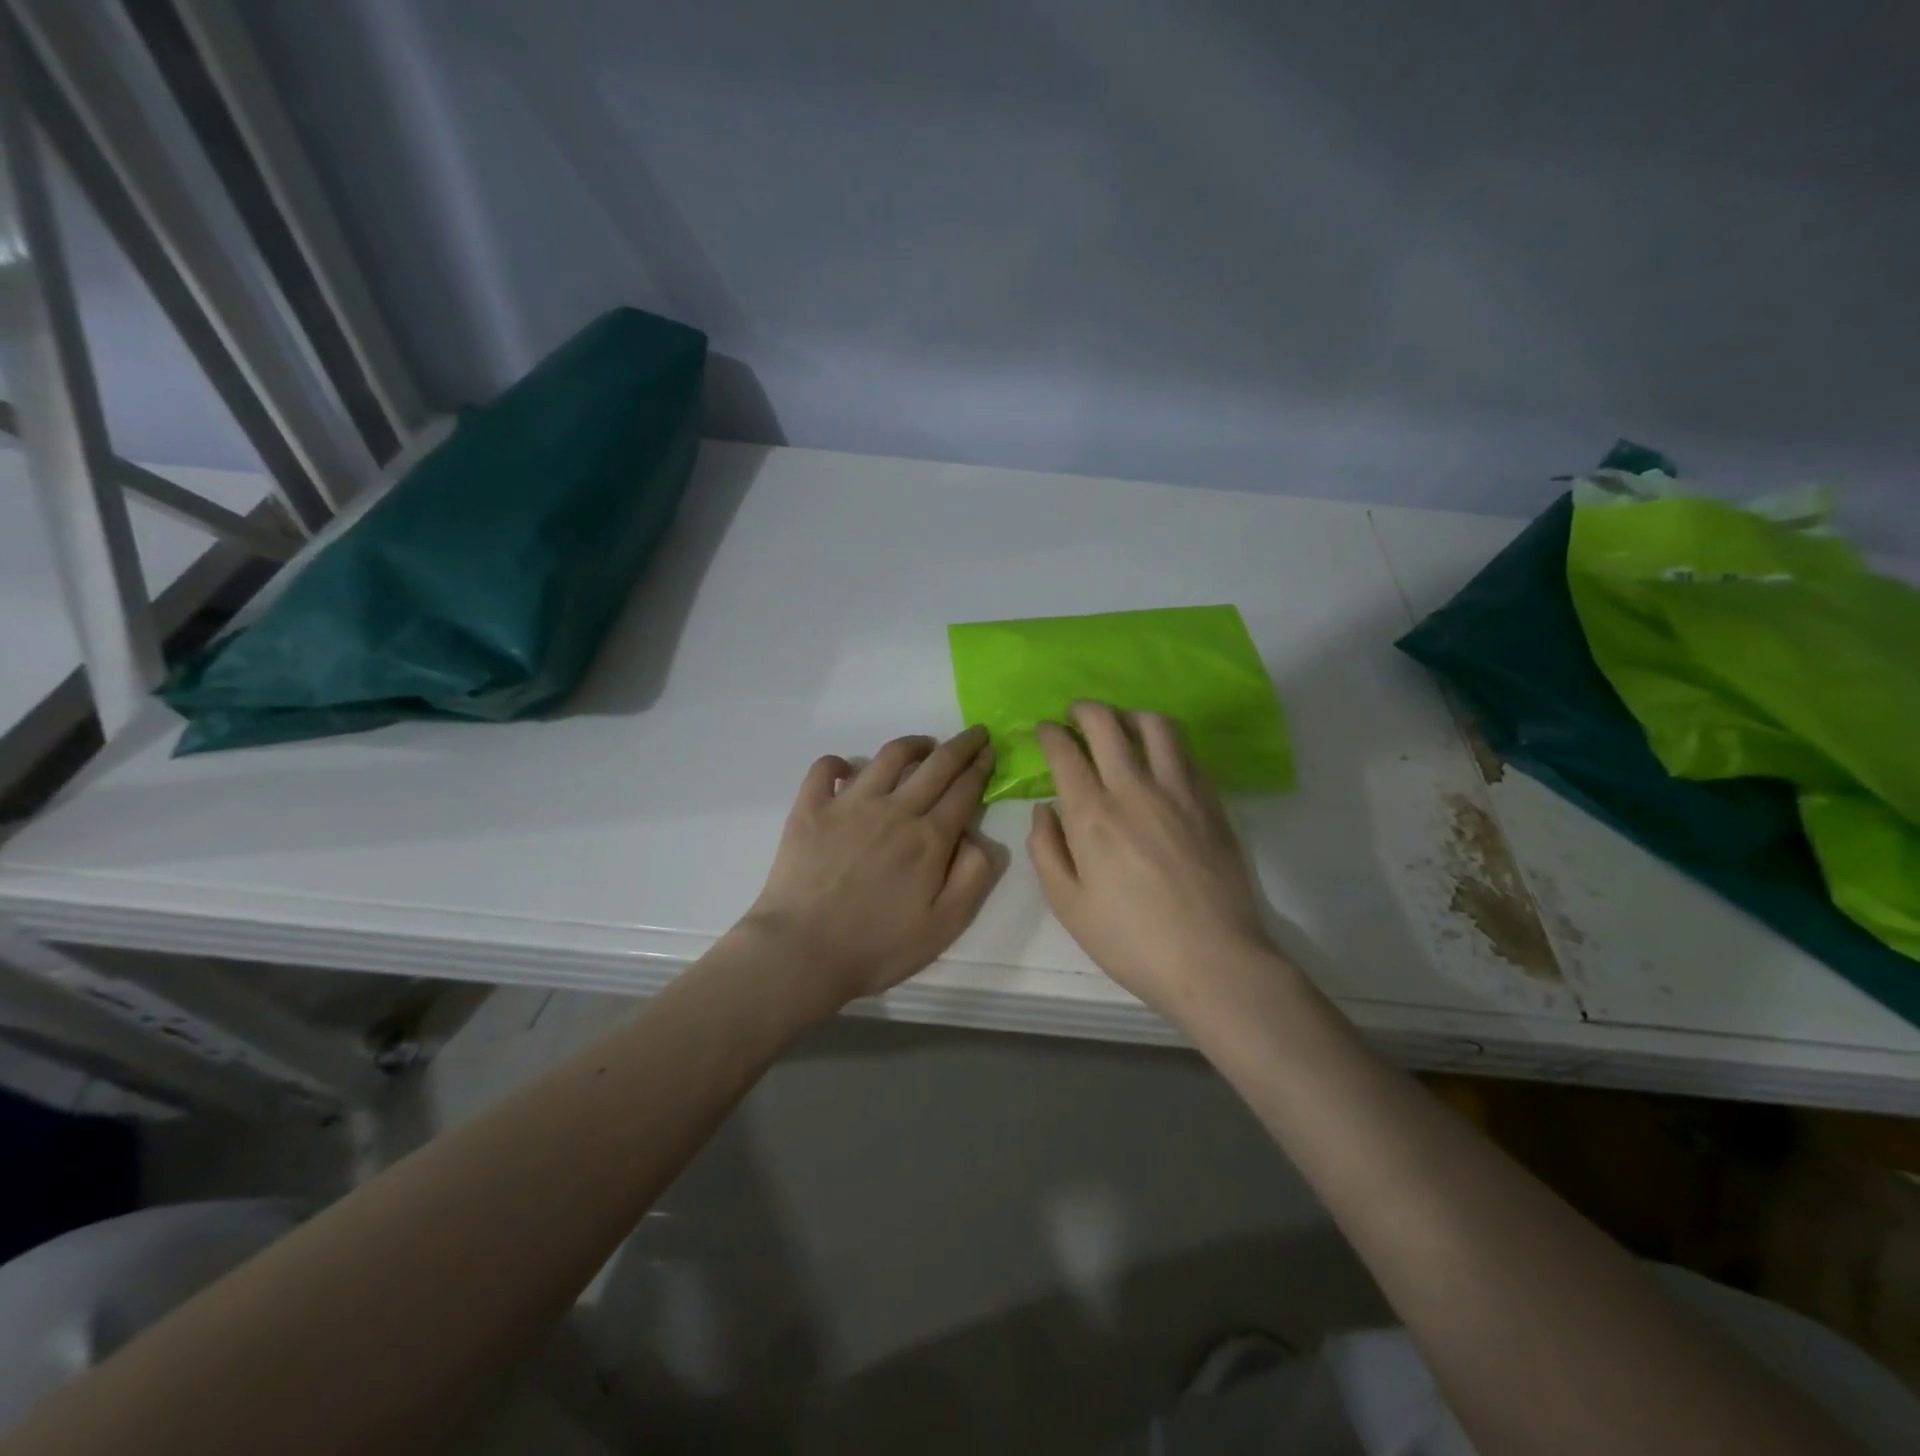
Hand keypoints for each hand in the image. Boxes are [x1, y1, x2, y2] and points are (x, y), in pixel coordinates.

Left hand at [738, 726, 999, 1012]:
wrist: (802, 952)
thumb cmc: (878, 946)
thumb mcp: (945, 925)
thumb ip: (973, 876)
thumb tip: (976, 836)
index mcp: (929, 838)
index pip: (964, 789)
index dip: (981, 767)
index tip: (990, 752)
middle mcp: (894, 809)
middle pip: (936, 764)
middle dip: (961, 744)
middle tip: (975, 733)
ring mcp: (849, 803)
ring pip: (888, 756)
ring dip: (913, 744)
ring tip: (924, 744)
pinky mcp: (811, 807)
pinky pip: (826, 768)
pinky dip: (840, 762)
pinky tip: (848, 769)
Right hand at [1028, 702, 1277, 1019]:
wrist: (1213, 961)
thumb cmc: (1131, 940)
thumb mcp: (1068, 905)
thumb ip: (1045, 850)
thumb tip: (1044, 809)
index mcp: (1092, 816)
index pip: (1065, 752)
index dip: (1049, 733)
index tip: (1044, 730)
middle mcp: (1134, 790)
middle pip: (1107, 723)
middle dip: (1084, 710)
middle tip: (1075, 715)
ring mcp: (1179, 791)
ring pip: (1155, 725)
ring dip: (1129, 716)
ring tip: (1121, 727)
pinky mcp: (1211, 802)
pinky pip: (1186, 753)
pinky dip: (1165, 744)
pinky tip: (1160, 759)